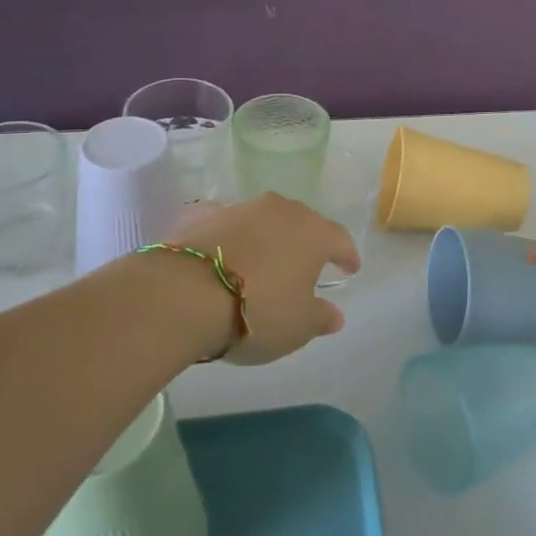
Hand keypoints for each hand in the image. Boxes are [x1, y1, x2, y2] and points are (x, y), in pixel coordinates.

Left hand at [168, 194, 359, 364]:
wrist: (185, 294)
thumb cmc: (257, 311)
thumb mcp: (298, 327)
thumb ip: (321, 317)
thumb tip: (336, 314)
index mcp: (314, 233)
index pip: (340, 239)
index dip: (347, 255)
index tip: (350, 269)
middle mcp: (281, 210)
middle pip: (302, 223)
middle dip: (306, 242)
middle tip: (305, 265)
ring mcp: (240, 208)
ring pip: (263, 220)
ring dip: (267, 237)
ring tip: (262, 261)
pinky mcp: (203, 215)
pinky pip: (225, 224)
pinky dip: (228, 236)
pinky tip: (222, 251)